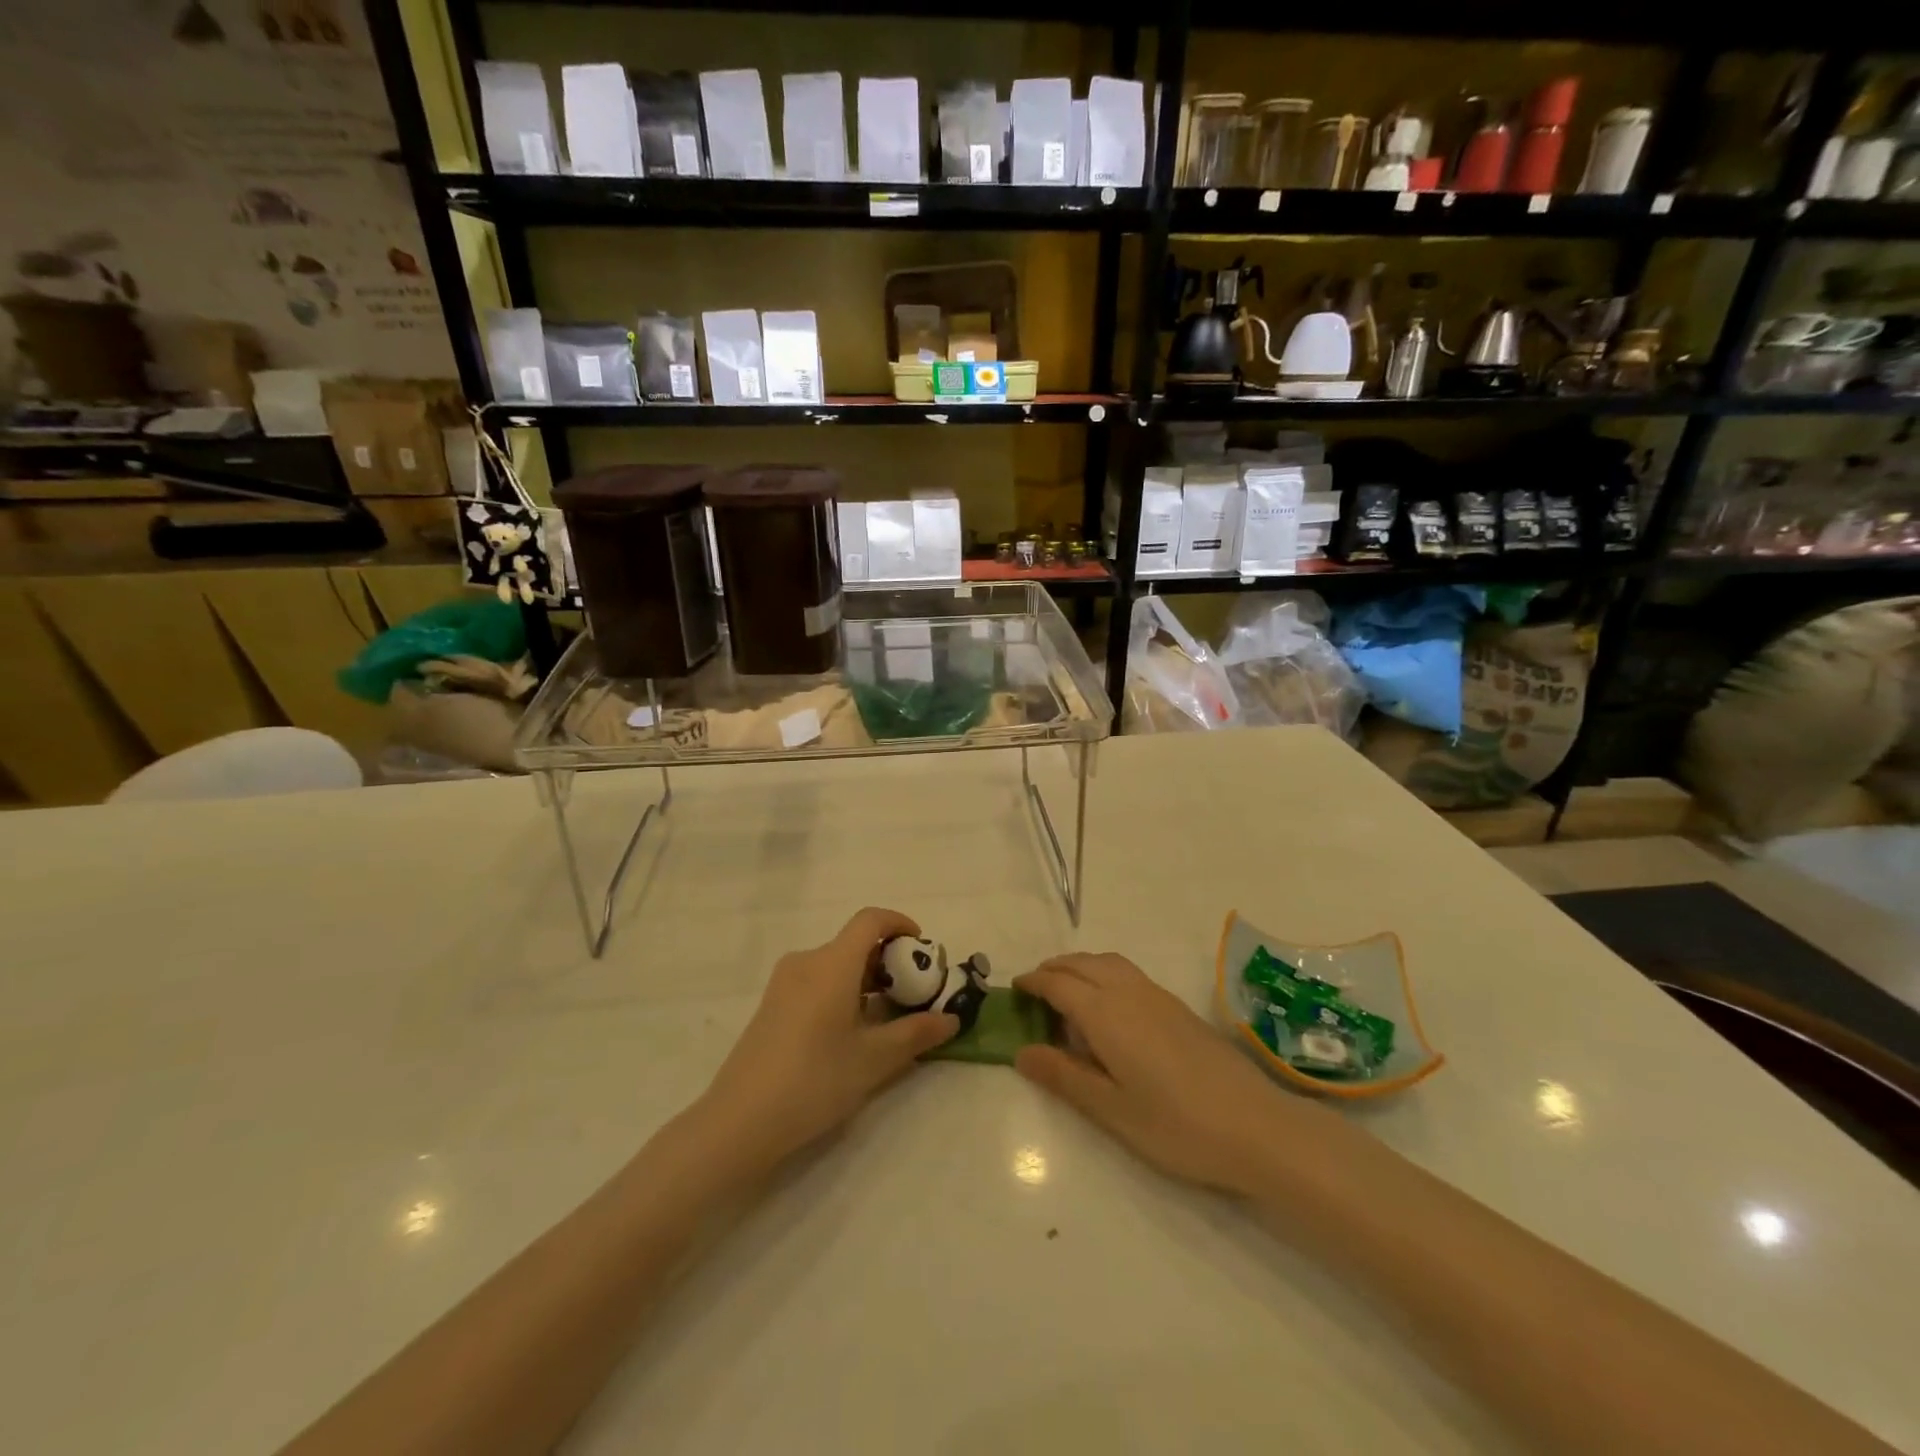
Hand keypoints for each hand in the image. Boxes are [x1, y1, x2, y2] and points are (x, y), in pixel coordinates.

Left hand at [697, 908, 957, 1172]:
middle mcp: (806, 962)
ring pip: (836, 965)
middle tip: (913, 993)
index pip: (870, 920)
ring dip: (866, 980)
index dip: (899, 924)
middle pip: (854, 944)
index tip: (921, 947)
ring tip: (888, 1017)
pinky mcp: (772, 1006)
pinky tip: (852, 1032)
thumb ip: (915, 1034)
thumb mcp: (874, 1060)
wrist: (739, 1121)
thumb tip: (951, 1019)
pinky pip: (817, 982)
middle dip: (889, 960)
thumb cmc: (814, 1080)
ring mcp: (784, 984)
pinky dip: (843, 992)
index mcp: (832, 963)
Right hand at [1014, 953, 1327, 1194]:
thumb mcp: (1111, 1110)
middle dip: (1054, 969)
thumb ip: (1064, 1076)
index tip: (1014, 990)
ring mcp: (1157, 996)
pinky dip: (1104, 974)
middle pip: (1082, 964)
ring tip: (1067, 992)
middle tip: (1034, 989)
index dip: (1034, 982)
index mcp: (1106, 1013)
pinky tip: (1109, 1007)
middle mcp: (1129, 992)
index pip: (1059, 984)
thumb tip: (1021, 1052)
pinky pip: (1128, 973)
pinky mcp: (1177, 1007)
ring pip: (1108, 962)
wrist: (1256, 1126)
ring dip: (1080, 967)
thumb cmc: (1176, 1125)